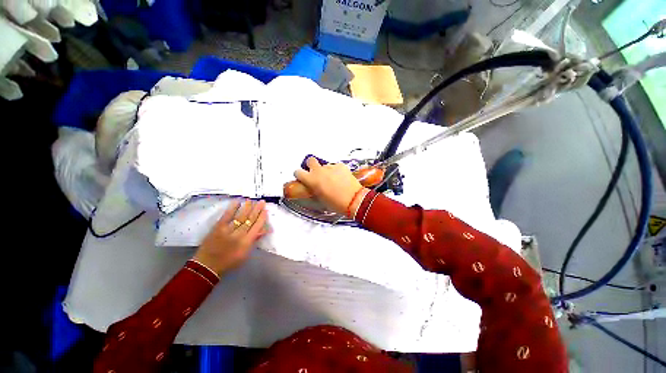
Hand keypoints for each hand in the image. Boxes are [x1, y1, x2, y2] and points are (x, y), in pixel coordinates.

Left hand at [193, 199, 268, 275]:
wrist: (207, 267)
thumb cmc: (229, 262)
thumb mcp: (245, 254)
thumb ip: (254, 241)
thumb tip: (263, 230)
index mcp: (247, 242)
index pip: (257, 226)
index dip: (262, 217)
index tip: (265, 210)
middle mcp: (239, 235)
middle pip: (250, 220)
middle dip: (257, 210)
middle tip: (261, 202)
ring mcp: (228, 230)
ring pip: (240, 217)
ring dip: (246, 208)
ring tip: (251, 200)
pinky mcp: (217, 228)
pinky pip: (226, 216)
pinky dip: (232, 209)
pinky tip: (237, 202)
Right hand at [294, 157, 367, 215]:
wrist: (353, 200)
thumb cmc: (335, 203)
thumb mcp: (319, 198)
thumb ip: (314, 188)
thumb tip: (313, 186)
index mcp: (311, 179)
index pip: (298, 172)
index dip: (300, 175)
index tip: (303, 178)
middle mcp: (319, 170)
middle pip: (310, 160)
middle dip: (311, 165)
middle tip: (316, 173)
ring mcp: (331, 167)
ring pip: (325, 165)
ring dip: (326, 170)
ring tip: (333, 179)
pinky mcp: (341, 165)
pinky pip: (335, 166)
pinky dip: (337, 171)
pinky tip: (342, 178)